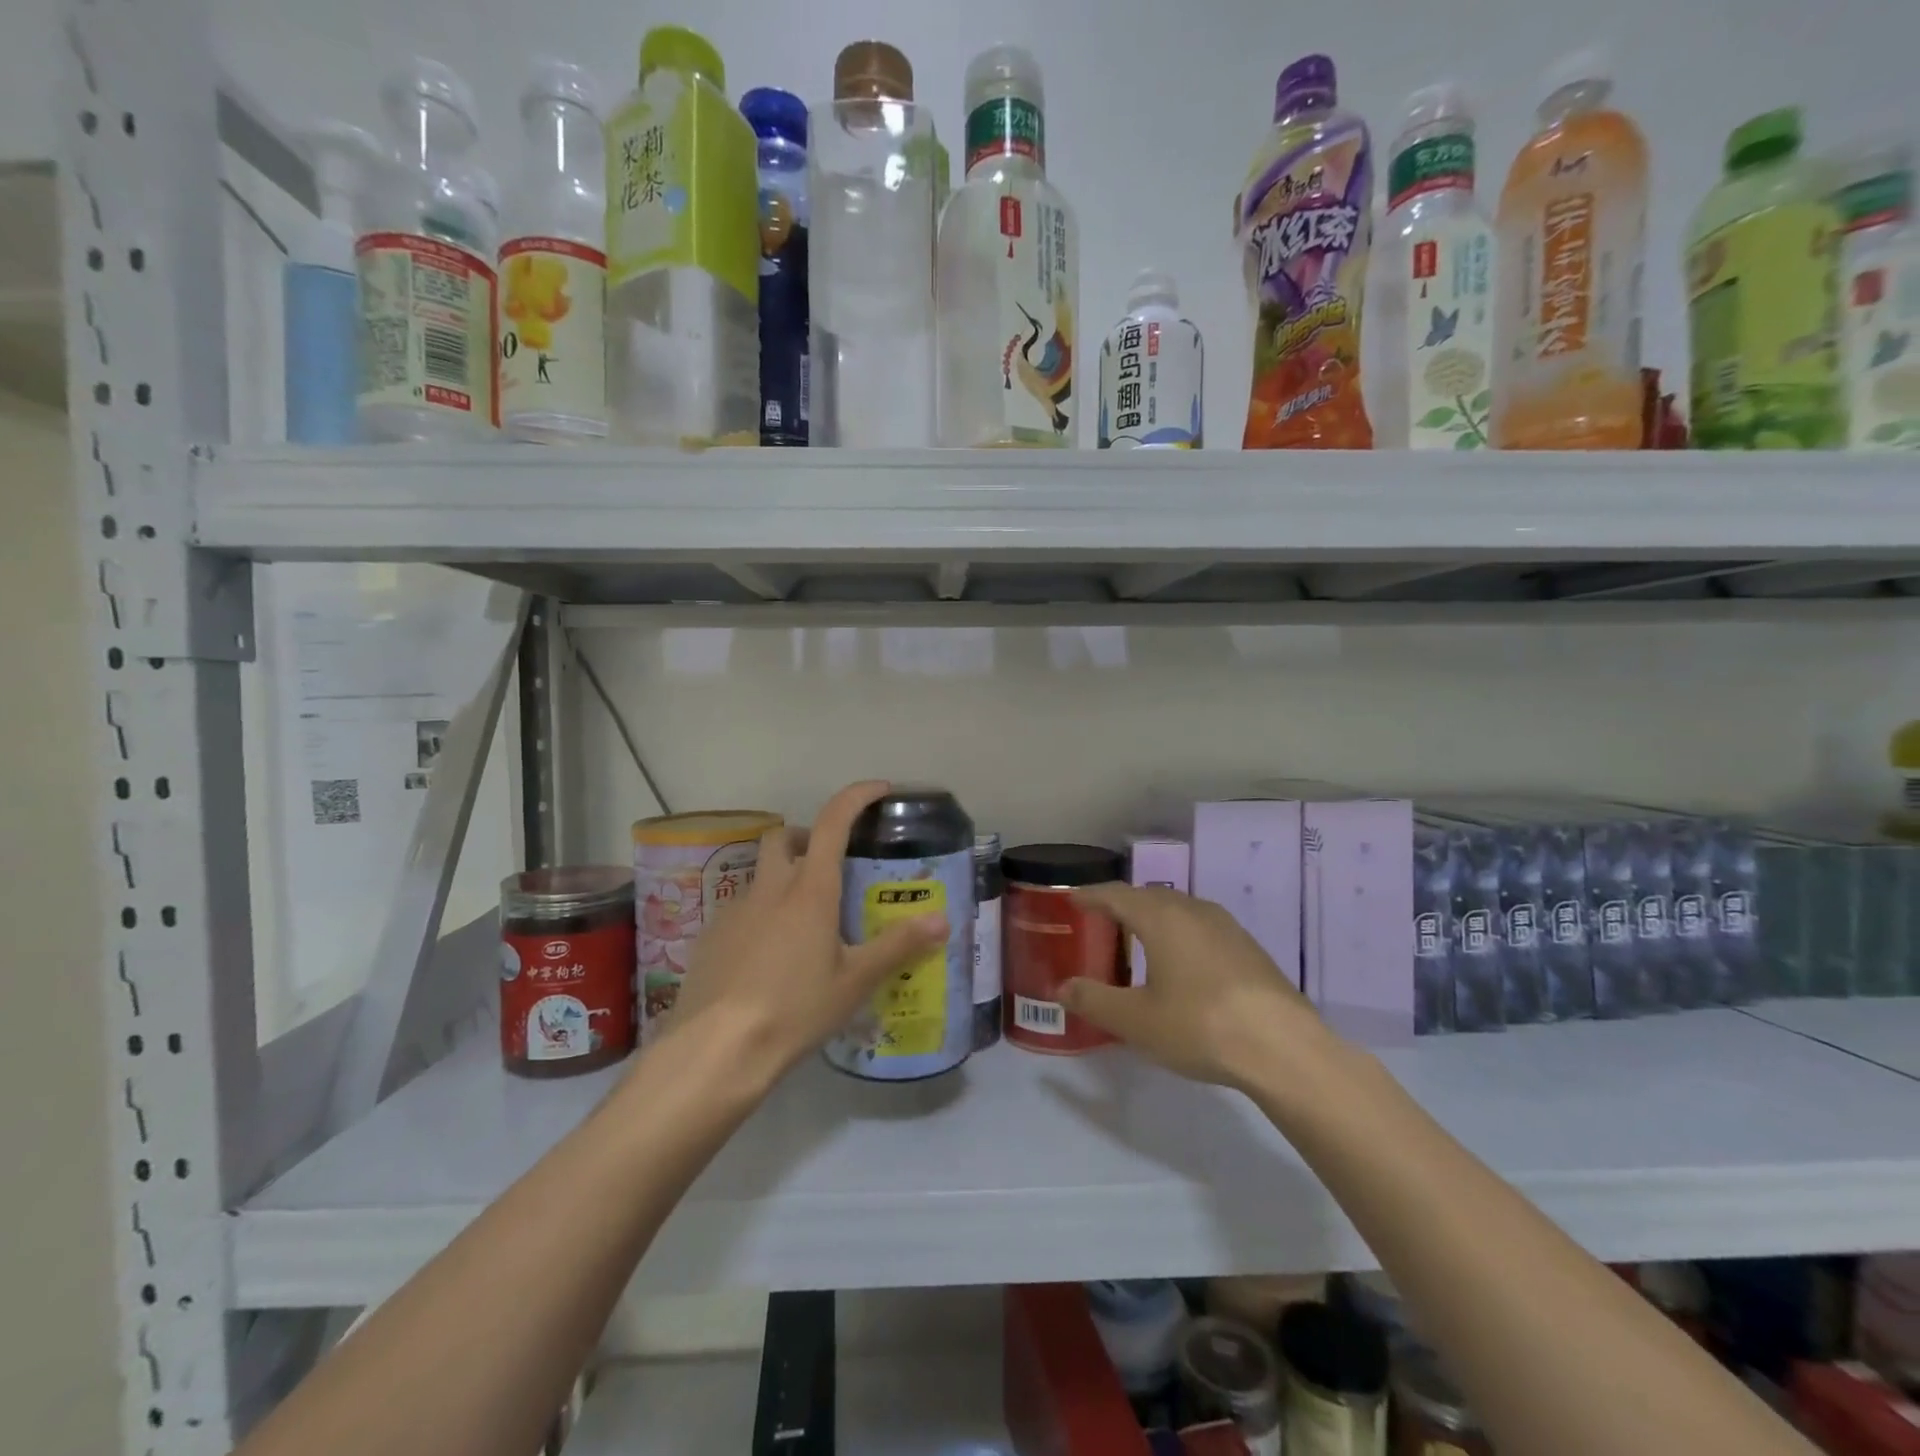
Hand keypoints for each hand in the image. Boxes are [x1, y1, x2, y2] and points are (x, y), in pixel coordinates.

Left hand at [656, 781, 948, 1088]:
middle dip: (806, 837)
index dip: (856, 797)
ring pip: (760, 875)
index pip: (833, 821)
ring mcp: (734, 910)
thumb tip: (942, 921)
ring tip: (805, 922)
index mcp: (810, 890)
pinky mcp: (711, 936)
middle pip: (782, 837)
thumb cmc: (796, 1008)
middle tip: (830, 865)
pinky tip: (770, 956)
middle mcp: (770, 888)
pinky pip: (741, 910)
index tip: (879, 790)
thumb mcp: (856, 980)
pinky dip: (761, 915)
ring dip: (783, 878)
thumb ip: (898, 946)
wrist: (718, 1049)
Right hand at [1061, 885, 1327, 1092]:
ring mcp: (1226, 927)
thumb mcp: (1136, 1021)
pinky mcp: (1248, 948)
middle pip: (1148, 897)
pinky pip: (1200, 927)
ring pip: (1178, 910)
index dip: (1090, 895)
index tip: (1071, 899)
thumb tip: (1062, 987)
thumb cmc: (1200, 1026)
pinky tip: (1180, 962)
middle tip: (1099, 920)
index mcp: (1161, 918)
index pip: (1116, 894)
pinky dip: (1178, 933)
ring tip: (1137, 939)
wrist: (1284, 1048)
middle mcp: (1193, 910)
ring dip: (1153, 918)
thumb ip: (1095, 1001)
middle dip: (1121, 904)